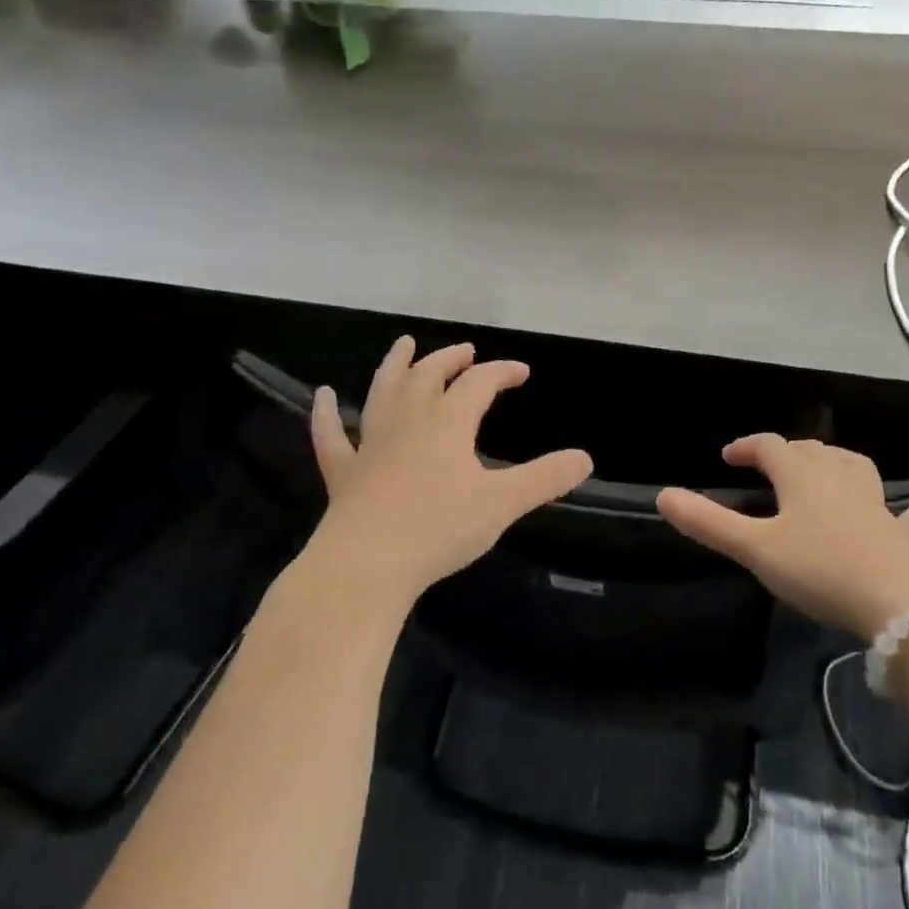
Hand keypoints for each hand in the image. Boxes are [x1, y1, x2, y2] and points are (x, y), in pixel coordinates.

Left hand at [305, 336, 593, 611]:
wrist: (367, 564)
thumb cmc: (438, 529)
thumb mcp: (502, 504)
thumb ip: (545, 479)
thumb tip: (586, 458)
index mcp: (448, 423)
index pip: (479, 383)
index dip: (502, 371)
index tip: (522, 371)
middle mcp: (408, 422)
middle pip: (429, 376)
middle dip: (450, 360)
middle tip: (465, 350)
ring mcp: (371, 444)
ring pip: (383, 392)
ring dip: (395, 365)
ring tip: (403, 344)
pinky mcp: (343, 472)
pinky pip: (331, 436)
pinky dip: (326, 415)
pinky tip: (323, 396)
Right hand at [656, 435, 908, 641]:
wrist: (898, 605)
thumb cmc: (819, 569)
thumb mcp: (754, 549)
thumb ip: (708, 522)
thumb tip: (663, 495)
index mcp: (801, 476)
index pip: (769, 447)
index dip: (746, 447)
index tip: (728, 457)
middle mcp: (839, 478)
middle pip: (809, 451)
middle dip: (785, 452)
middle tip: (767, 468)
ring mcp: (876, 504)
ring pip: (853, 467)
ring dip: (834, 461)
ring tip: (822, 466)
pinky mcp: (905, 533)